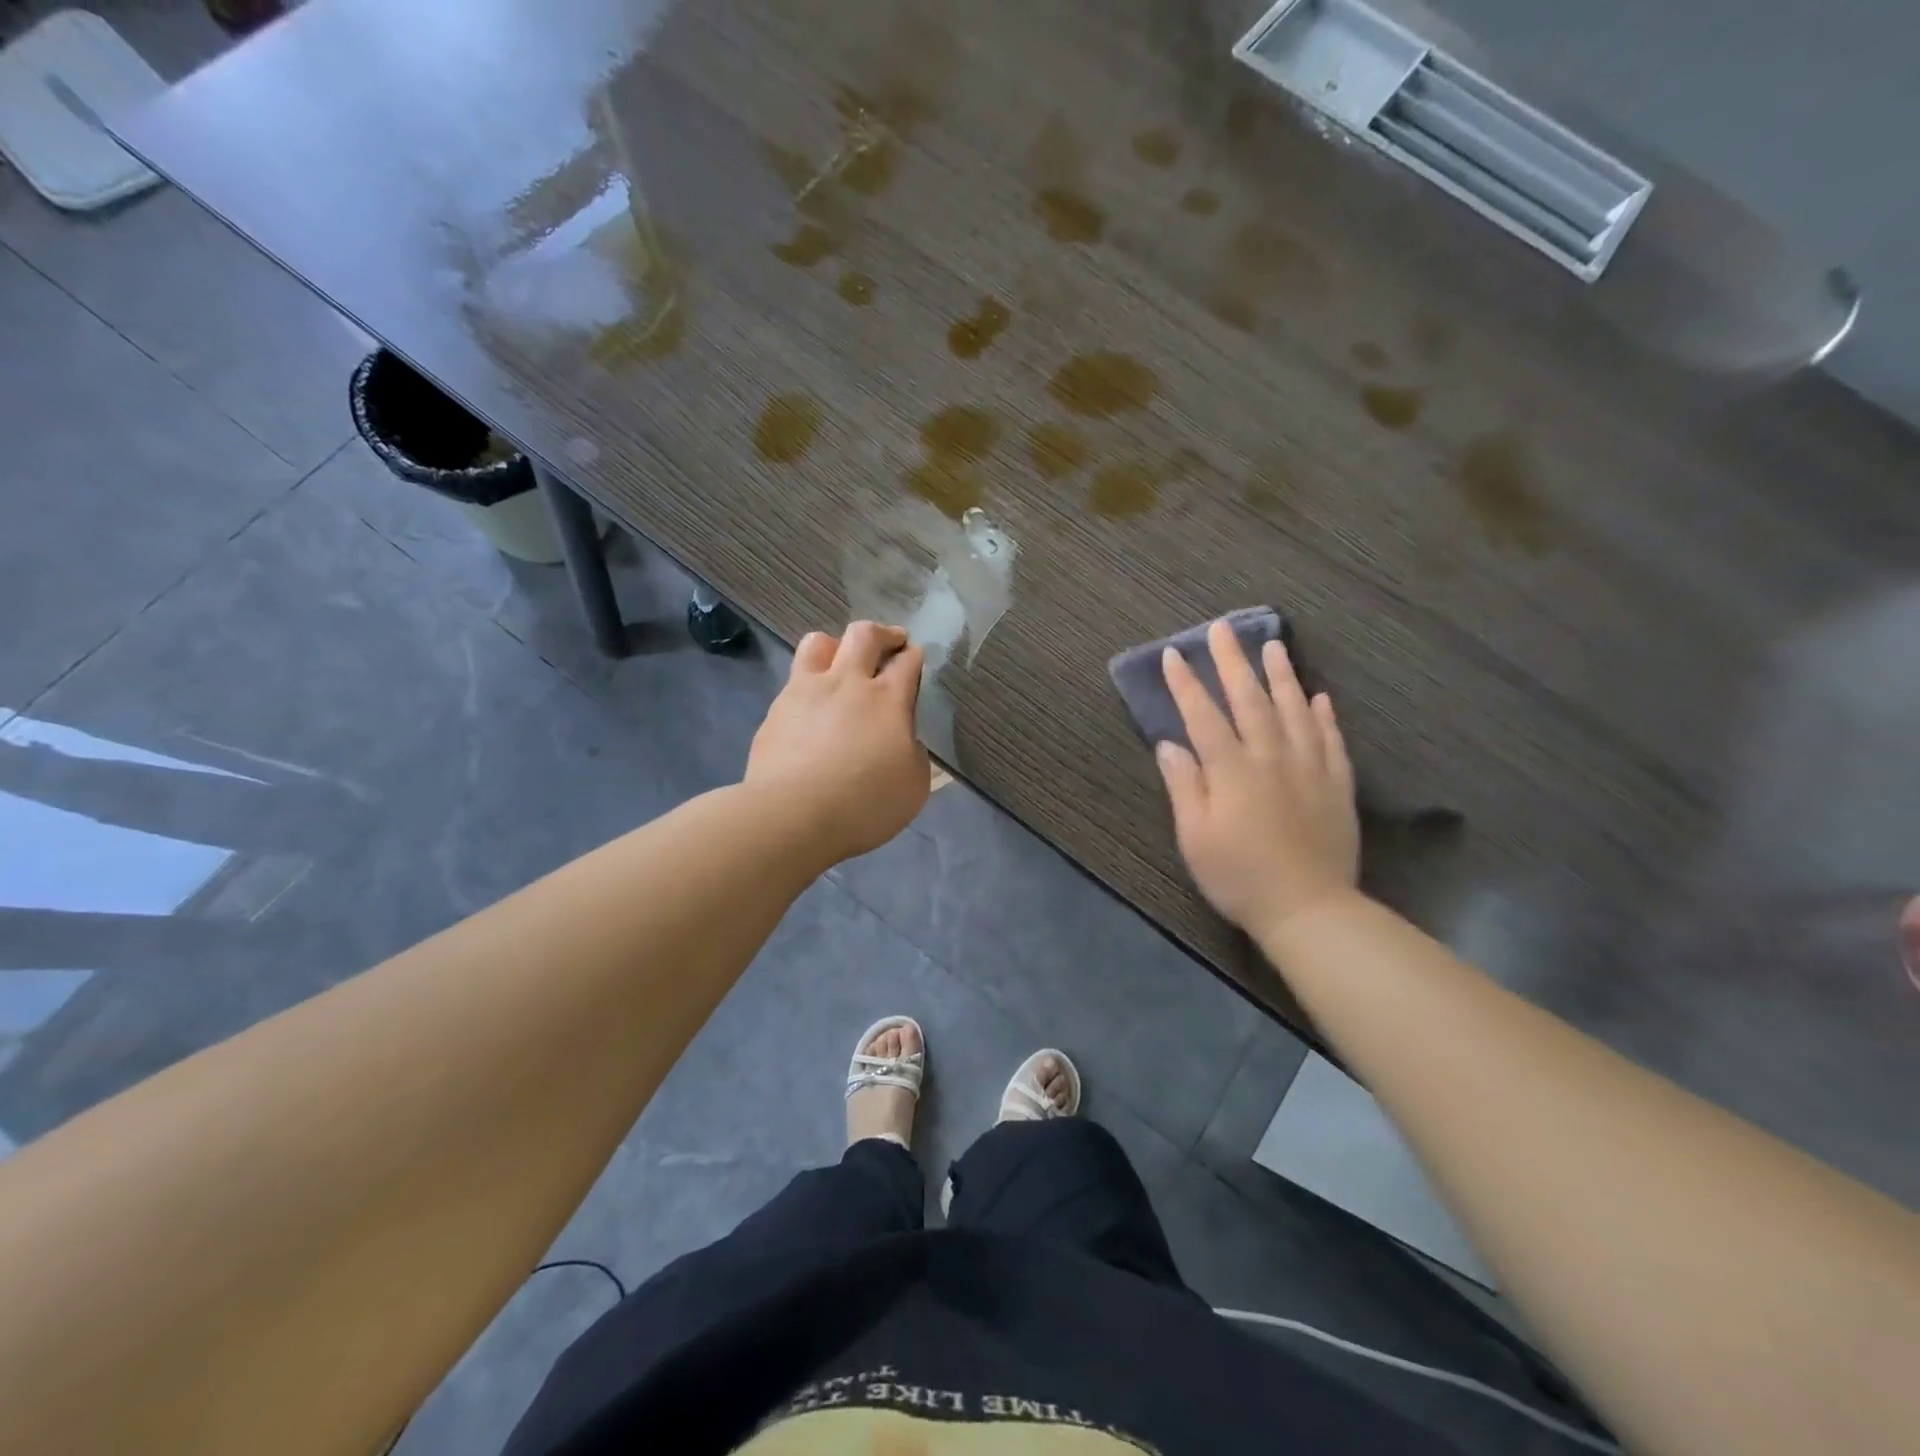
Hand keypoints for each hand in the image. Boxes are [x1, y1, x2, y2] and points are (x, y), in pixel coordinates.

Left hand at [747, 621, 928, 862]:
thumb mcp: (914, 784)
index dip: (916, 656)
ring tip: (841, 662)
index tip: (917, 657)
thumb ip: (913, 752)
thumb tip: (903, 739)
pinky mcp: (775, 711)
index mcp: (888, 699)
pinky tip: (811, 710)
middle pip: (864, 635)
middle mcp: (847, 682)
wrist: (793, 815)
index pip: (908, 662)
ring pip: (818, 643)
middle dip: (883, 634)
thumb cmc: (865, 803)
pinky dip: (808, 687)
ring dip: (836, 646)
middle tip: (891, 642)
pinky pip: (794, 683)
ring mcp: (805, 692)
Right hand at [1156, 620, 1359, 937]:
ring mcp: (1309, 767)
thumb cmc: (1239, 876)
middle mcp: (1270, 757)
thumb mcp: (1195, 837)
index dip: (1187, 684)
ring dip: (1281, 675)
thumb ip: (1185, 786)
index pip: (1203, 716)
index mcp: (1231, 770)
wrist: (1309, 909)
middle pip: (1249, 700)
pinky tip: (1319, 696)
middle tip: (1223, 629)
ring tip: (1273, 645)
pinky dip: (1323, 714)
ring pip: (1294, 709)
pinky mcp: (1336, 784)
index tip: (1175, 654)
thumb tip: (1170, 744)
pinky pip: (1330, 739)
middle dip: (1232, 662)